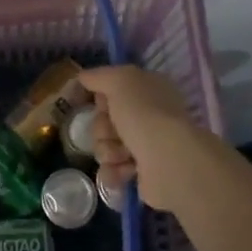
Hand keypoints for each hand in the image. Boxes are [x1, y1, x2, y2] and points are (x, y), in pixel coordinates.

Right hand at [77, 66, 210, 214]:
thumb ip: (98, 76)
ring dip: (107, 150)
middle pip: (105, 120)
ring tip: (122, 155)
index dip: (101, 97)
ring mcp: (147, 146)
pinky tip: (124, 171)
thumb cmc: (144, 114)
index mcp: (149, 90)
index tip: (96, 103)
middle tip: (112, 132)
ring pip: (105, 146)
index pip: (113, 90)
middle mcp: (150, 116)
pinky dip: (114, 172)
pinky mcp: (142, 174)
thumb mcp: (119, 81)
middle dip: (102, 128)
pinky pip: (112, 170)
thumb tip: (83, 77)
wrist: (168, 162)